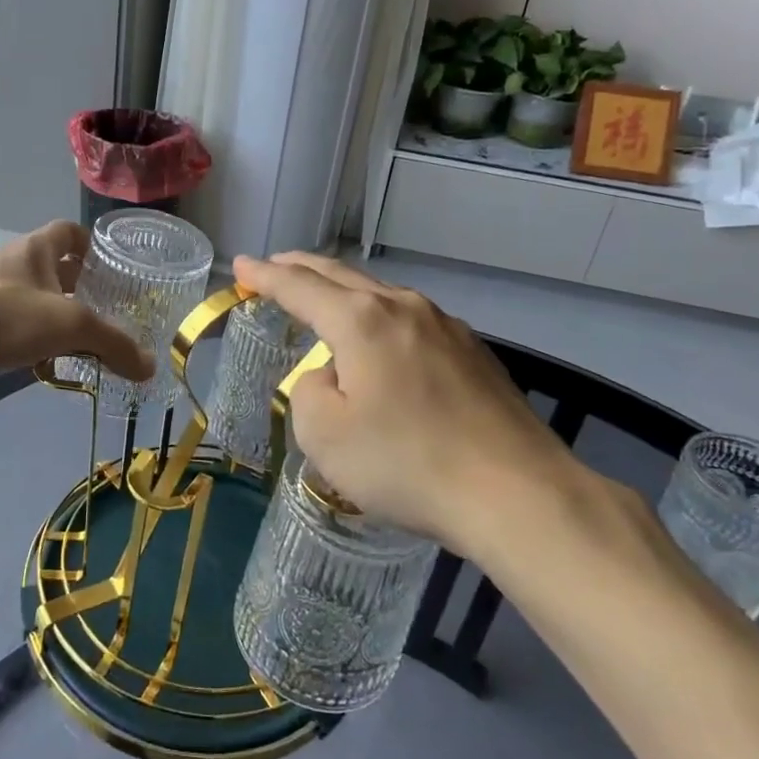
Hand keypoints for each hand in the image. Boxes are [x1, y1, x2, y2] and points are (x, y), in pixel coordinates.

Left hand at [0, 221, 154, 402]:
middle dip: (83, 287)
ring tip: (91, 340)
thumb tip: (150, 367)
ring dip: (62, 316)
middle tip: (113, 311)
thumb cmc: (6, 319)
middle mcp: (14, 265)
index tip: (115, 270)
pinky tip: (56, 364)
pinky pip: (21, 327)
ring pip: (38, 299)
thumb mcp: (71, 326)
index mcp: (35, 249)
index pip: (69, 231)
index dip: (93, 246)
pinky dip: (40, 341)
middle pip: (57, 267)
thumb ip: (114, 344)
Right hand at [233, 253, 592, 554]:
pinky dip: (378, 317)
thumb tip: (330, 376)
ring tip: (324, 300)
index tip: (240, 265)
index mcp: (361, 320)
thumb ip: (309, 392)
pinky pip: (410, 320)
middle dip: (302, 269)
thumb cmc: (407, 464)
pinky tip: (381, 340)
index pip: (299, 287)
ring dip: (344, 291)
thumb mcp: (325, 436)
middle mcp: (403, 307)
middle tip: (274, 267)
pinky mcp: (473, 352)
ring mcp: (445, 326)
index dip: (264, 275)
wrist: (517, 493)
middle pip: (341, 276)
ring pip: (380, 294)